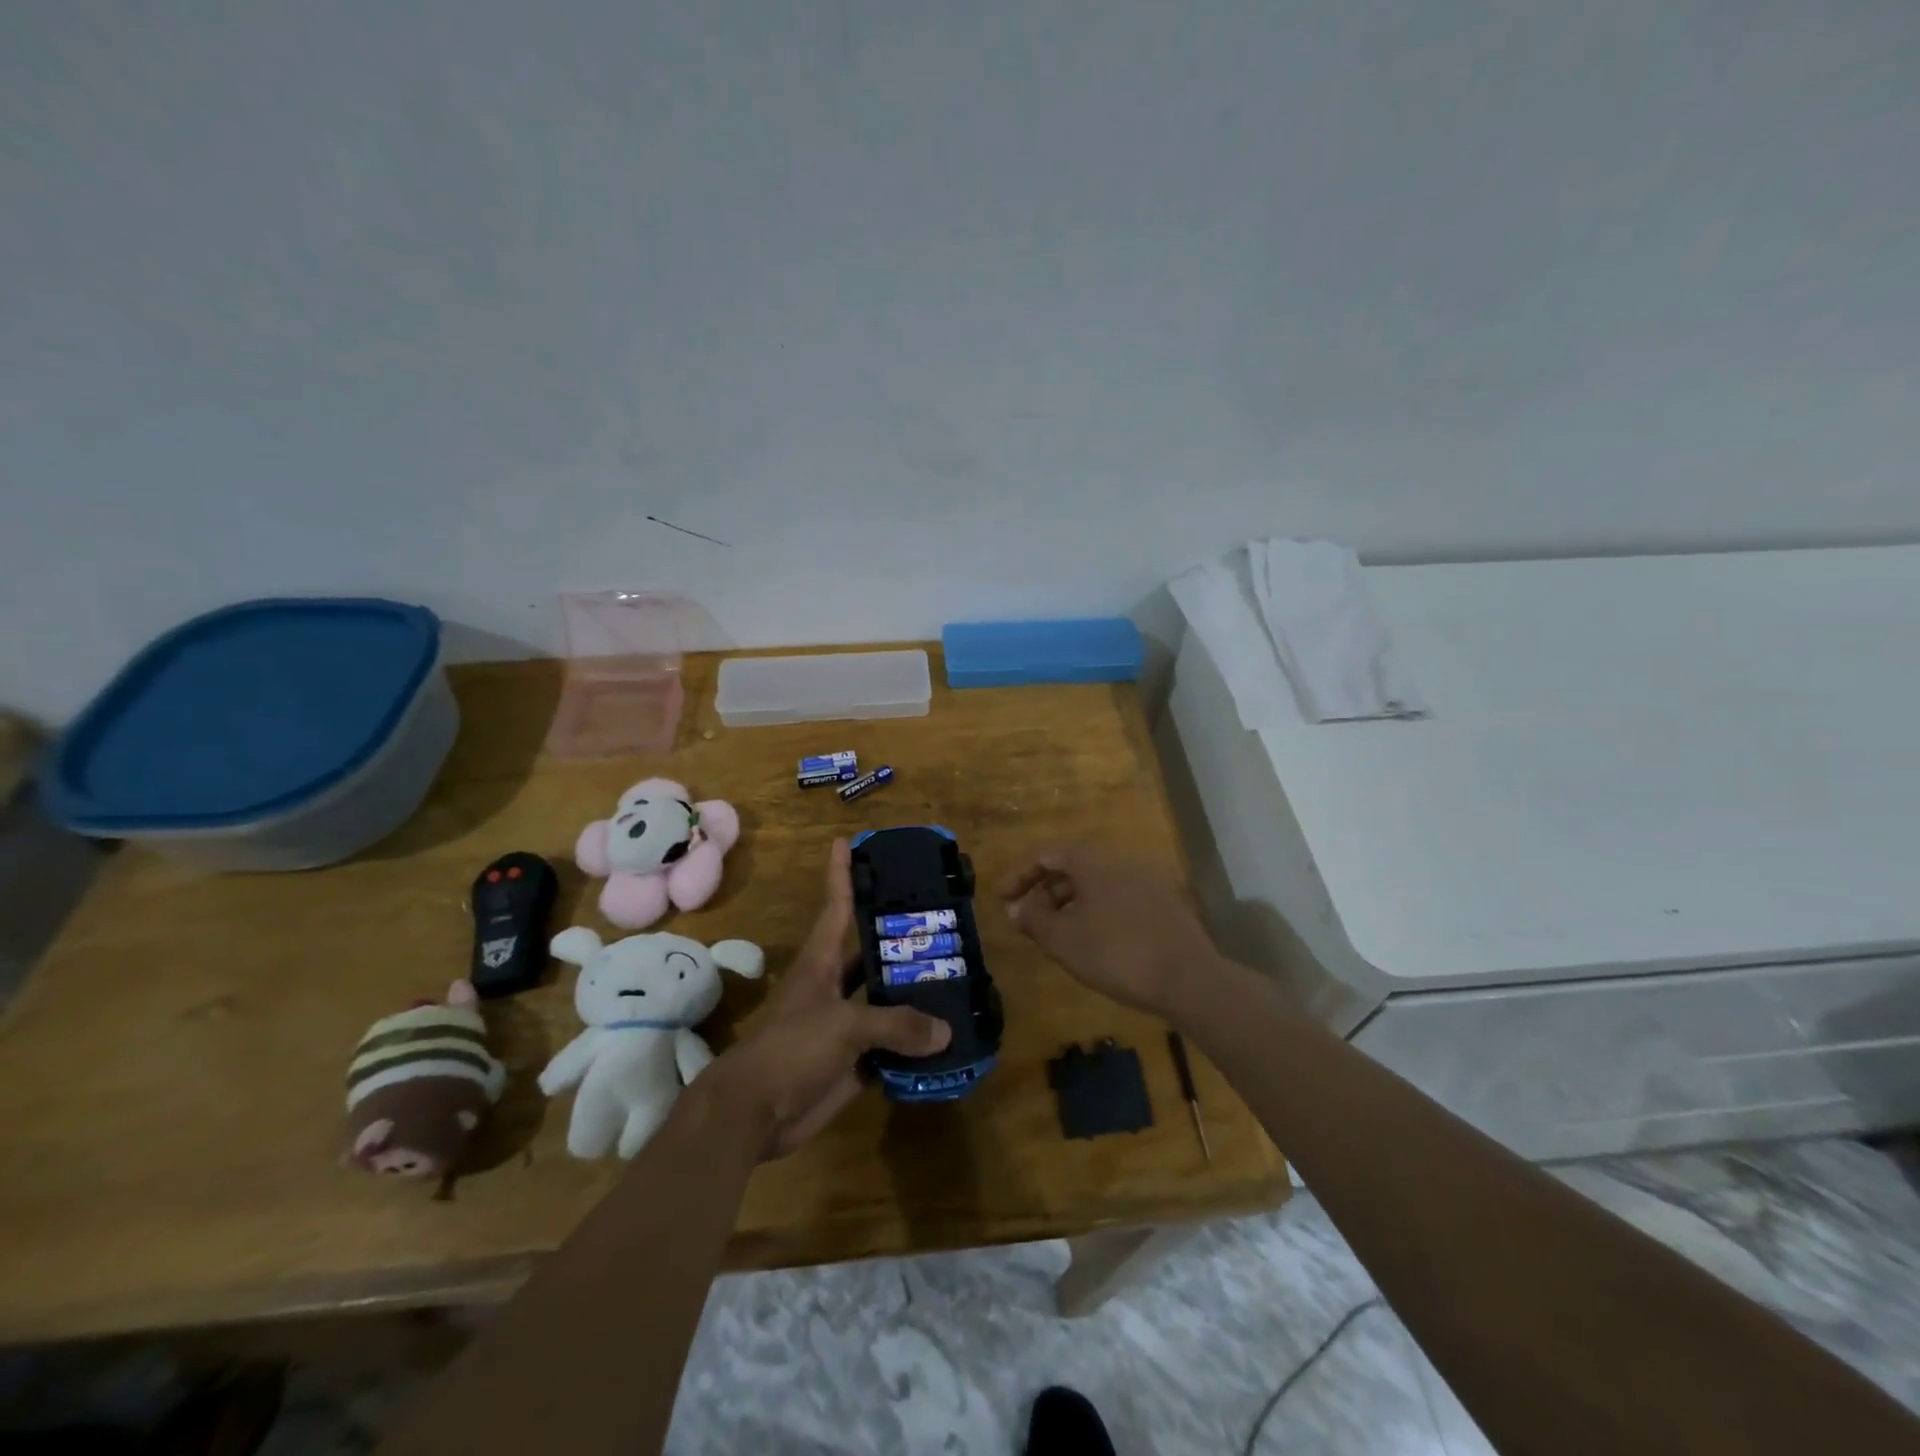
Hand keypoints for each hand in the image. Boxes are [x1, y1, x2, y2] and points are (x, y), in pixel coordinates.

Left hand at [704, 838, 949, 1159]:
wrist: (753, 1114)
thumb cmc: (791, 1050)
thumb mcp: (845, 1026)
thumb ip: (896, 1024)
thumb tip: (945, 1031)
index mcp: (821, 963)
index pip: (836, 906)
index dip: (842, 873)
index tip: (848, 841)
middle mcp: (833, 987)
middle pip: (870, 954)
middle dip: (900, 940)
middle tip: (942, 923)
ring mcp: (843, 1025)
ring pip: (884, 1002)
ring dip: (914, 995)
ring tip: (956, 978)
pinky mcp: (851, 1062)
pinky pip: (890, 1046)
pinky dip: (914, 1044)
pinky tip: (945, 1039)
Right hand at [1000, 846, 1221, 1016]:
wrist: (1189, 978)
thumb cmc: (1116, 953)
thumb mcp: (1063, 940)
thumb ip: (1034, 920)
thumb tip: (1016, 909)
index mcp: (1093, 862)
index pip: (1048, 855)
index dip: (1021, 876)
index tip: (1004, 900)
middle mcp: (1121, 863)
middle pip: (1073, 869)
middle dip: (1046, 893)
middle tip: (1030, 922)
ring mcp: (1147, 883)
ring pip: (1098, 886)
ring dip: (1071, 905)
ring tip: (1059, 936)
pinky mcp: (1165, 906)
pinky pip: (1119, 900)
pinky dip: (1098, 914)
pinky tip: (1096, 944)